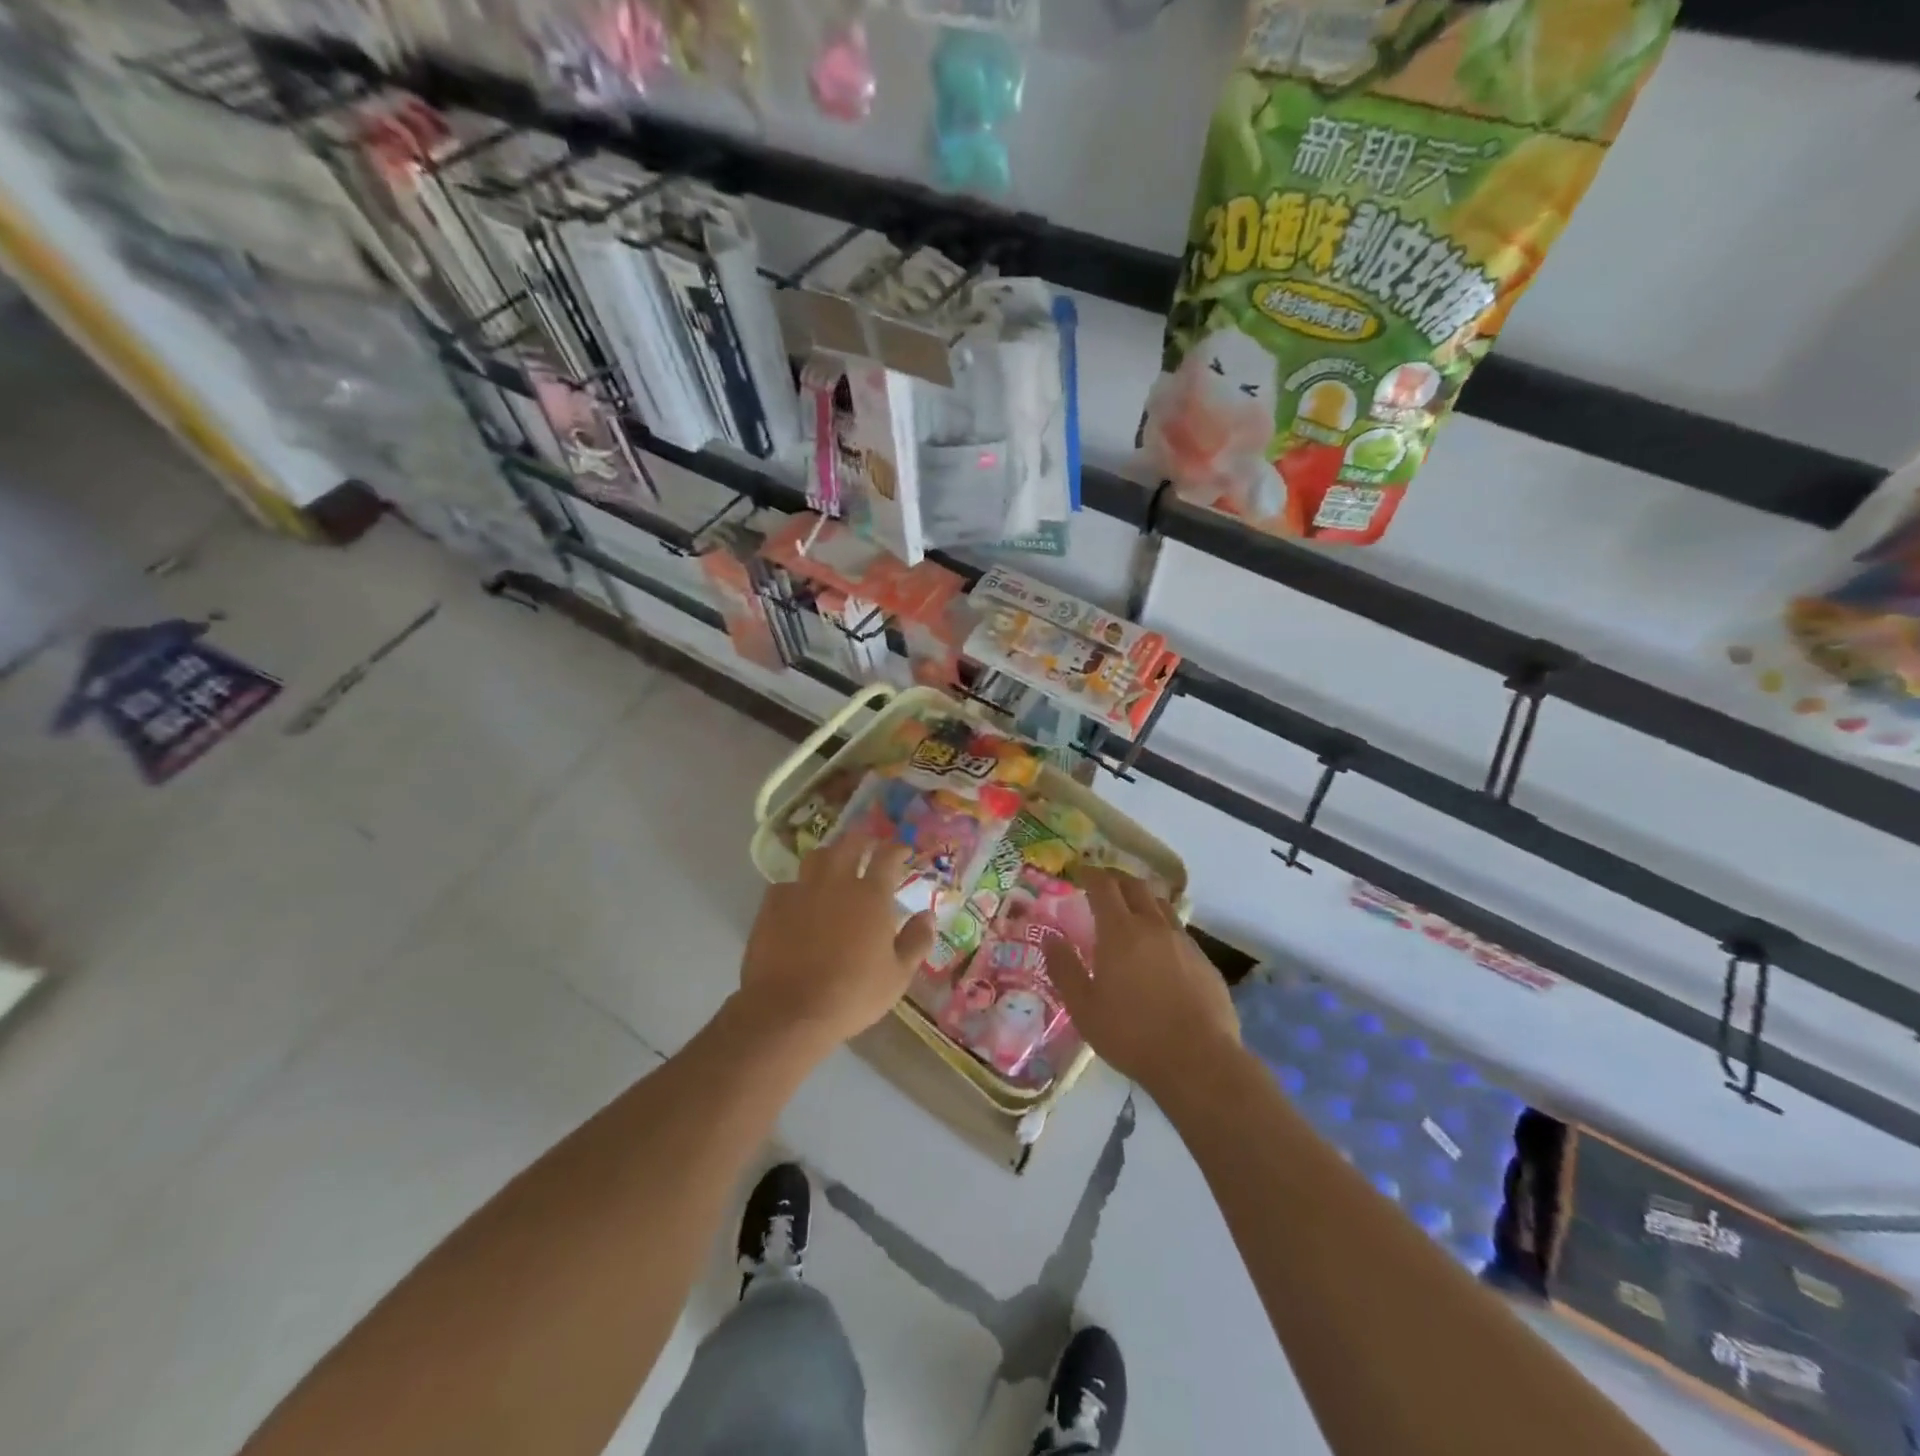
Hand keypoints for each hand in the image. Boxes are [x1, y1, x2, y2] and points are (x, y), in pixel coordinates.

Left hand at [737, 834, 935, 1054]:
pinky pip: (787, 884)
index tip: (903, 850)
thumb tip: (928, 916)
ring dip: (830, 856)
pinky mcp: (772, 905)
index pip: (887, 856)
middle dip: (863, 839)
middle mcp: (836, 882)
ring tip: (835, 865)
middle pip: (850, 844)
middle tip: (870, 846)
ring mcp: (801, 890)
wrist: (789, 1010)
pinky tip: (800, 900)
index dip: (897, 848)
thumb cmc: (852, 994)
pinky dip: (799, 886)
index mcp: (871, 895)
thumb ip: (916, 941)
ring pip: (816, 856)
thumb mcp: (897, 976)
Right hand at [1043, 869, 1239, 1092]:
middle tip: (1103, 885)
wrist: (1198, 1060)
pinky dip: (1163, 928)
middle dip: (1117, 879)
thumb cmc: (1131, 1034)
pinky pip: (1180, 932)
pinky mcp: (1205, 962)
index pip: (1104, 886)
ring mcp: (1184, 942)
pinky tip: (1159, 951)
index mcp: (1120, 931)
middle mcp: (1153, 926)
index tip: (1080, 872)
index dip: (1090, 874)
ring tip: (1132, 911)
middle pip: (1136, 886)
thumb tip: (1051, 938)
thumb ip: (1064, 968)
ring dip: (1143, 900)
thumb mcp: (1084, 1007)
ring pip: (1161, 906)